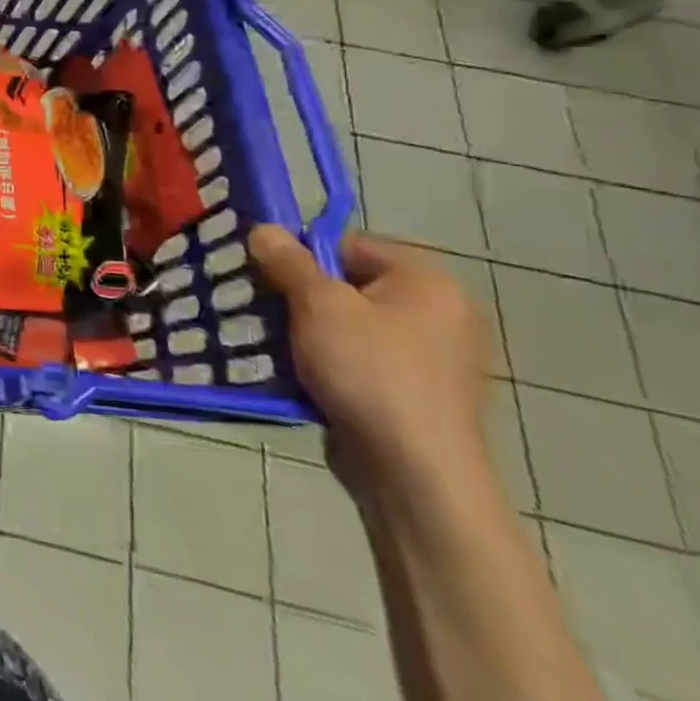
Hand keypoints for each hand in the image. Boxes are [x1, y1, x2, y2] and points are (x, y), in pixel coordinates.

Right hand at [249, 226, 494, 494]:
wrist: (415, 472)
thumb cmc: (370, 372)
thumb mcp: (318, 305)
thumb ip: (288, 262)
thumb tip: (264, 228)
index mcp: (426, 281)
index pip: (348, 244)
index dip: (301, 256)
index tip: (265, 279)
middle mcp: (439, 312)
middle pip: (347, 285)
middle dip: (299, 297)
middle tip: (261, 311)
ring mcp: (432, 357)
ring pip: (349, 325)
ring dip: (307, 331)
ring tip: (271, 344)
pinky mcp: (416, 393)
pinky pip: (360, 360)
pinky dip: (327, 362)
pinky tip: (299, 375)